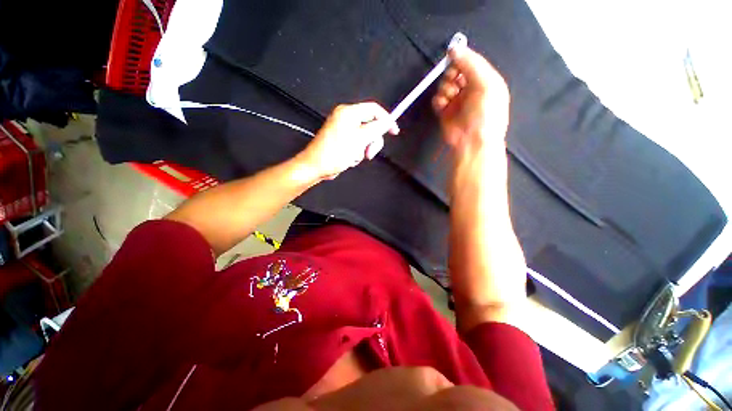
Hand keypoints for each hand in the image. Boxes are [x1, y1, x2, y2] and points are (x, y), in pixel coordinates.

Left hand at [298, 102, 398, 180]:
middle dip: (372, 141)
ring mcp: (344, 130)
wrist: (317, 167)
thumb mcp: (360, 140)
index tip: (394, 131)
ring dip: (364, 149)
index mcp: (348, 113)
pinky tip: (349, 158)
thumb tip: (388, 122)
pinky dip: (357, 153)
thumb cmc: (335, 153)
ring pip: (365, 137)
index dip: (387, 119)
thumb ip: (376, 129)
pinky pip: (358, 144)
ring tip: (355, 157)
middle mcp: (346, 118)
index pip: (374, 110)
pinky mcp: (342, 140)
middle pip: (371, 125)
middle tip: (369, 153)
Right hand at [432, 45, 509, 158]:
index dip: (461, 59)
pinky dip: (438, 100)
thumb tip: (454, 48)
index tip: (452, 57)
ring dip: (445, 88)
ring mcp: (457, 101)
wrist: (472, 141)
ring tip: (450, 97)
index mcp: (485, 80)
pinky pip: (437, 99)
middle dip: (451, 74)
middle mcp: (471, 89)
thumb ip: (471, 63)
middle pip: (455, 72)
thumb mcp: (486, 84)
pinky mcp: (445, 112)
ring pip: (445, 85)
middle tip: (454, 82)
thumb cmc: (484, 113)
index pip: (470, 62)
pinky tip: (443, 105)